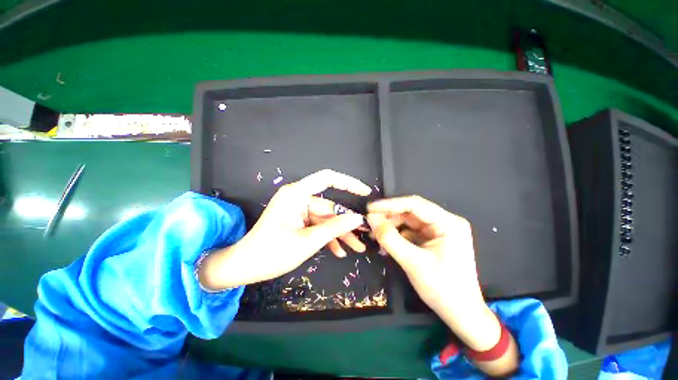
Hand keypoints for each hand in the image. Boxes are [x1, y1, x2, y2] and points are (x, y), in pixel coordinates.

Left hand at [198, 170, 370, 289]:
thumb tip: (358, 218)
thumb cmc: (272, 253)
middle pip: (330, 207)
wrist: (244, 267)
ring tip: (357, 248)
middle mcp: (299, 198)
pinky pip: (317, 226)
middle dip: (347, 223)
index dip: (348, 182)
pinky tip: (339, 251)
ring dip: (340, 234)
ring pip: (326, 219)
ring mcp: (298, 210)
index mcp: (297, 194)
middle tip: (365, 235)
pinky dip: (327, 237)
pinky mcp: (298, 221)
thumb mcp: (308, 241)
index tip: (365, 192)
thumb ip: (335, 227)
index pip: (327, 178)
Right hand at [367, 196, 500, 351]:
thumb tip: (370, 219)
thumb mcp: (413, 263)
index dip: (390, 204)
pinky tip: (385, 239)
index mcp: (448, 223)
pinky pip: (411, 230)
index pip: (414, 204)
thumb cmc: (442, 289)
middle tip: (369, 221)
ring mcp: (439, 230)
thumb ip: (390, 239)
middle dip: (389, 216)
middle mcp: (445, 222)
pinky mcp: (433, 239)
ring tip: (374, 232)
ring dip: (391, 225)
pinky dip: (397, 234)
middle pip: (411, 211)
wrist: (461, 314)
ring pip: (409, 220)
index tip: (370, 208)